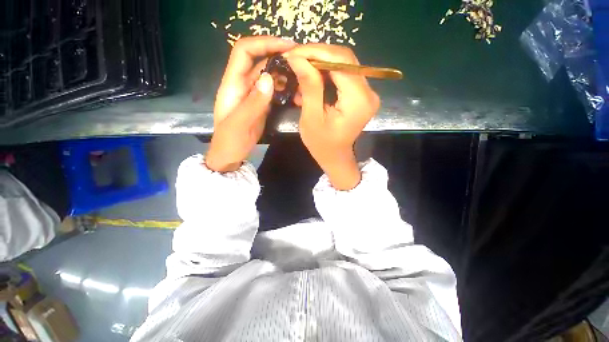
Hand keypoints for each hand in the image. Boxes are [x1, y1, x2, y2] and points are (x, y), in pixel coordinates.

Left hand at [206, 37, 295, 171]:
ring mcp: (253, 95)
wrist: (230, 155)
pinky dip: (283, 87)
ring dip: (283, 72)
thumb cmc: (230, 141)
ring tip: (301, 75)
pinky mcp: (261, 105)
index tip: (286, 46)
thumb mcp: (239, 124)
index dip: (263, 43)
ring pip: (268, 75)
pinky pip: (272, 90)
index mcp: (232, 84)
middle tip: (300, 59)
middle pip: (259, 61)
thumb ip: (254, 102)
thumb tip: (269, 78)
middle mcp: (243, 85)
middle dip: (278, 55)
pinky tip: (294, 90)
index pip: (244, 52)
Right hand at [285, 45, 379, 189]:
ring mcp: (367, 92)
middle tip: (295, 59)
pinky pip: (344, 75)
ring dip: (320, 64)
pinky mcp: (361, 94)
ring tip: (301, 71)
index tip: (293, 53)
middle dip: (317, 55)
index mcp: (358, 101)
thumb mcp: (312, 118)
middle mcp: (368, 92)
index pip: (340, 62)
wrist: (336, 157)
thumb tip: (297, 58)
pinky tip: (312, 81)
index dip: (316, 52)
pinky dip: (326, 74)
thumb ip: (309, 87)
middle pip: (344, 59)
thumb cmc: (322, 145)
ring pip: (343, 64)